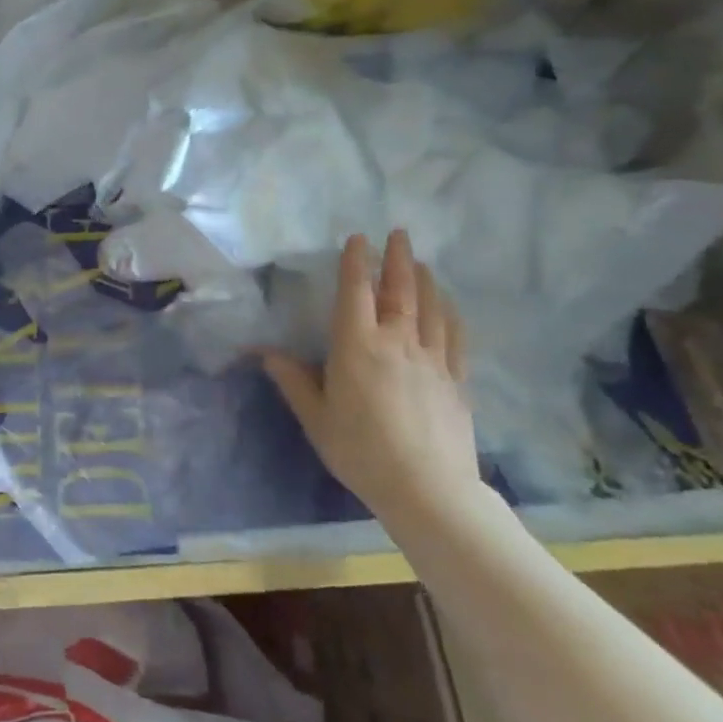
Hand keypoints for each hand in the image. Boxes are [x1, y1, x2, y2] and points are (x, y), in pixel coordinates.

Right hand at [263, 230, 479, 520]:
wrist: (427, 488)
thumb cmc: (360, 450)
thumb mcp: (315, 417)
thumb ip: (293, 380)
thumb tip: (266, 352)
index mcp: (357, 346)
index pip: (356, 292)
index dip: (356, 262)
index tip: (358, 238)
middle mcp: (397, 341)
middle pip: (399, 290)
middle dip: (397, 258)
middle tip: (398, 233)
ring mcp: (433, 359)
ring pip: (430, 307)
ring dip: (424, 279)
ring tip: (420, 262)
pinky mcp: (456, 379)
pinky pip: (454, 336)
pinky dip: (450, 313)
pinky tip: (448, 305)